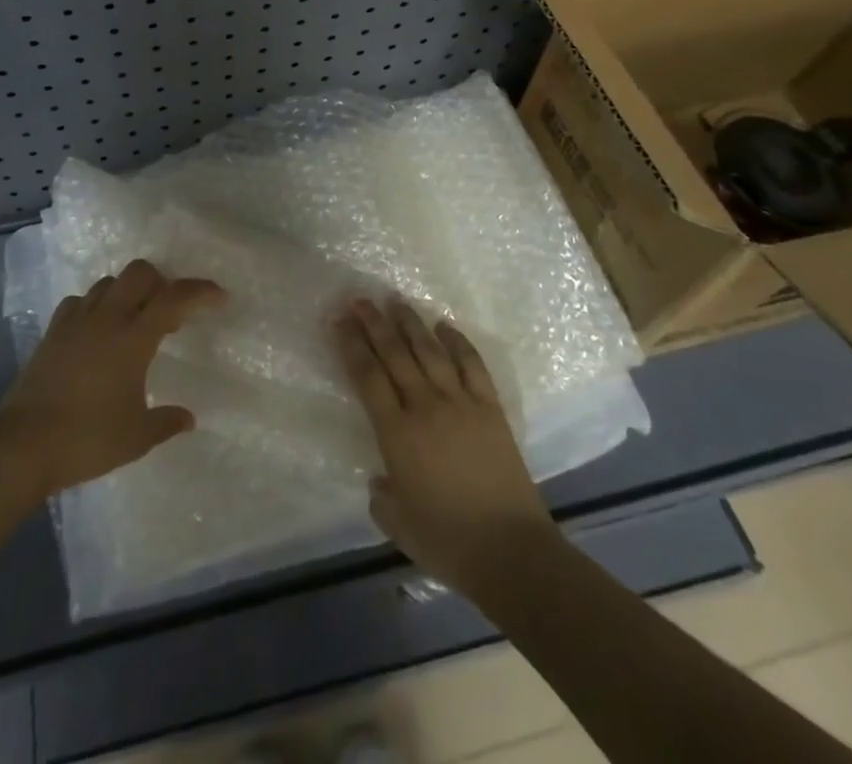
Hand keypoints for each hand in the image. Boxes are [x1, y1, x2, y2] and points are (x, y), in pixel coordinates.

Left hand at [0, 260, 224, 495]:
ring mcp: (75, 322)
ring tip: (135, 320)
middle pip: (138, 273)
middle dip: (161, 281)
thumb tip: (188, 418)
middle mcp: (106, 319)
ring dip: (128, 291)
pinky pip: (79, 302)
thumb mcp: (137, 437)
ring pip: (107, 283)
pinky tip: (98, 329)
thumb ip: (166, 422)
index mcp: (132, 339)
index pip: (173, 298)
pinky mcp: (53, 332)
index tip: (219, 297)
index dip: (200, 291)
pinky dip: (96, 306)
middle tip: (170, 311)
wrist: (22, 445)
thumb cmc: (87, 439)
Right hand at [334, 298, 559, 592]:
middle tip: (359, 300)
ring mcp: (460, 403)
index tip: (339, 321)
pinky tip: (444, 326)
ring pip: (429, 351)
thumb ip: (381, 496)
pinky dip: (458, 342)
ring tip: (395, 300)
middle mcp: (425, 407)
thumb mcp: (397, 524)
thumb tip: (381, 479)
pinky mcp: (490, 408)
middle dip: (374, 324)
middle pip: (394, 354)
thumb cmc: (447, 542)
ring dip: (410, 323)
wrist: (511, 552)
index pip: (367, 377)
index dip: (351, 345)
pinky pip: (472, 365)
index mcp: (396, 434)